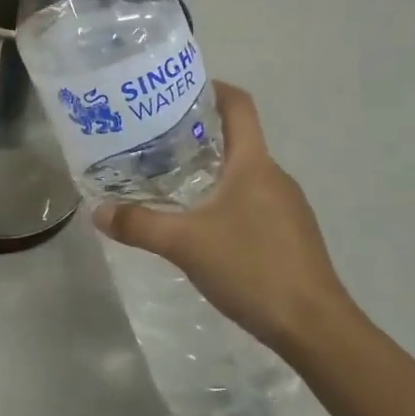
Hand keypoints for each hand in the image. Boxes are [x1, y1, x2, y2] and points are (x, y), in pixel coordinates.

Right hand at [93, 82, 351, 352]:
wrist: (315, 328)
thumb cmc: (252, 268)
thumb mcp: (185, 244)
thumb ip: (139, 225)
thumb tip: (99, 212)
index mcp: (253, 163)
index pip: (239, 104)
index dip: (212, 88)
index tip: (177, 91)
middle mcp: (274, 175)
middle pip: (238, 138)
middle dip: (199, 134)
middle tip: (156, 142)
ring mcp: (288, 207)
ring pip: (245, 173)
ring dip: (212, 171)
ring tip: (172, 183)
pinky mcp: (292, 235)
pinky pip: (254, 201)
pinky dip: (227, 200)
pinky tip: (204, 227)